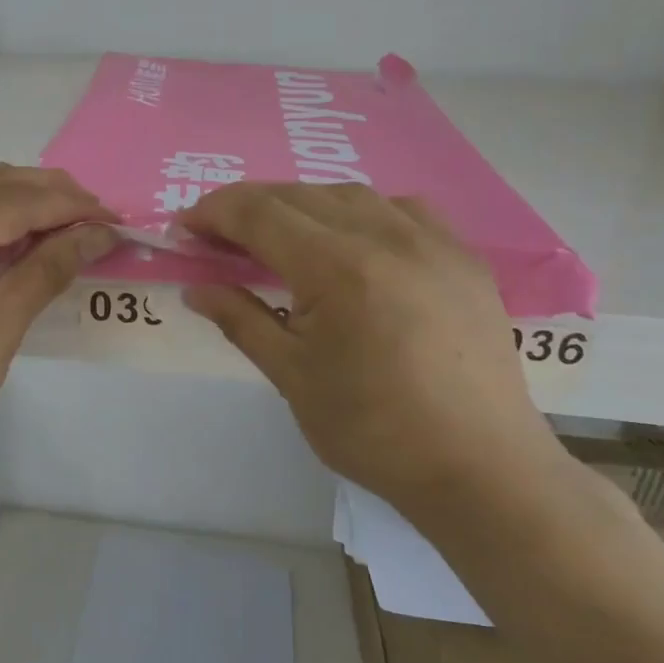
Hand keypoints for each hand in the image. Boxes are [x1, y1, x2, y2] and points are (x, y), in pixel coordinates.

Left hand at [0, 165, 115, 483]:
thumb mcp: (0, 329)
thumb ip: (48, 270)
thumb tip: (97, 234)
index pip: (18, 201)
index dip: (71, 205)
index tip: (114, 221)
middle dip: (48, 192)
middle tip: (94, 215)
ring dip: (13, 190)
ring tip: (54, 213)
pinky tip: (0, 225)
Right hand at [180, 184, 557, 505]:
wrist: (480, 468)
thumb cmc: (373, 430)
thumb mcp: (291, 377)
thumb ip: (240, 320)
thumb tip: (195, 288)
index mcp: (337, 267)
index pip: (258, 213)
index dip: (213, 213)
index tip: (184, 229)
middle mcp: (385, 236)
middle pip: (298, 195)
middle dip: (248, 207)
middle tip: (218, 236)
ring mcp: (432, 241)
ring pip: (349, 194)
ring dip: (301, 205)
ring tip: (278, 236)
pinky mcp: (464, 257)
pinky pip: (401, 209)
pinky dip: (359, 211)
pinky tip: (352, 239)